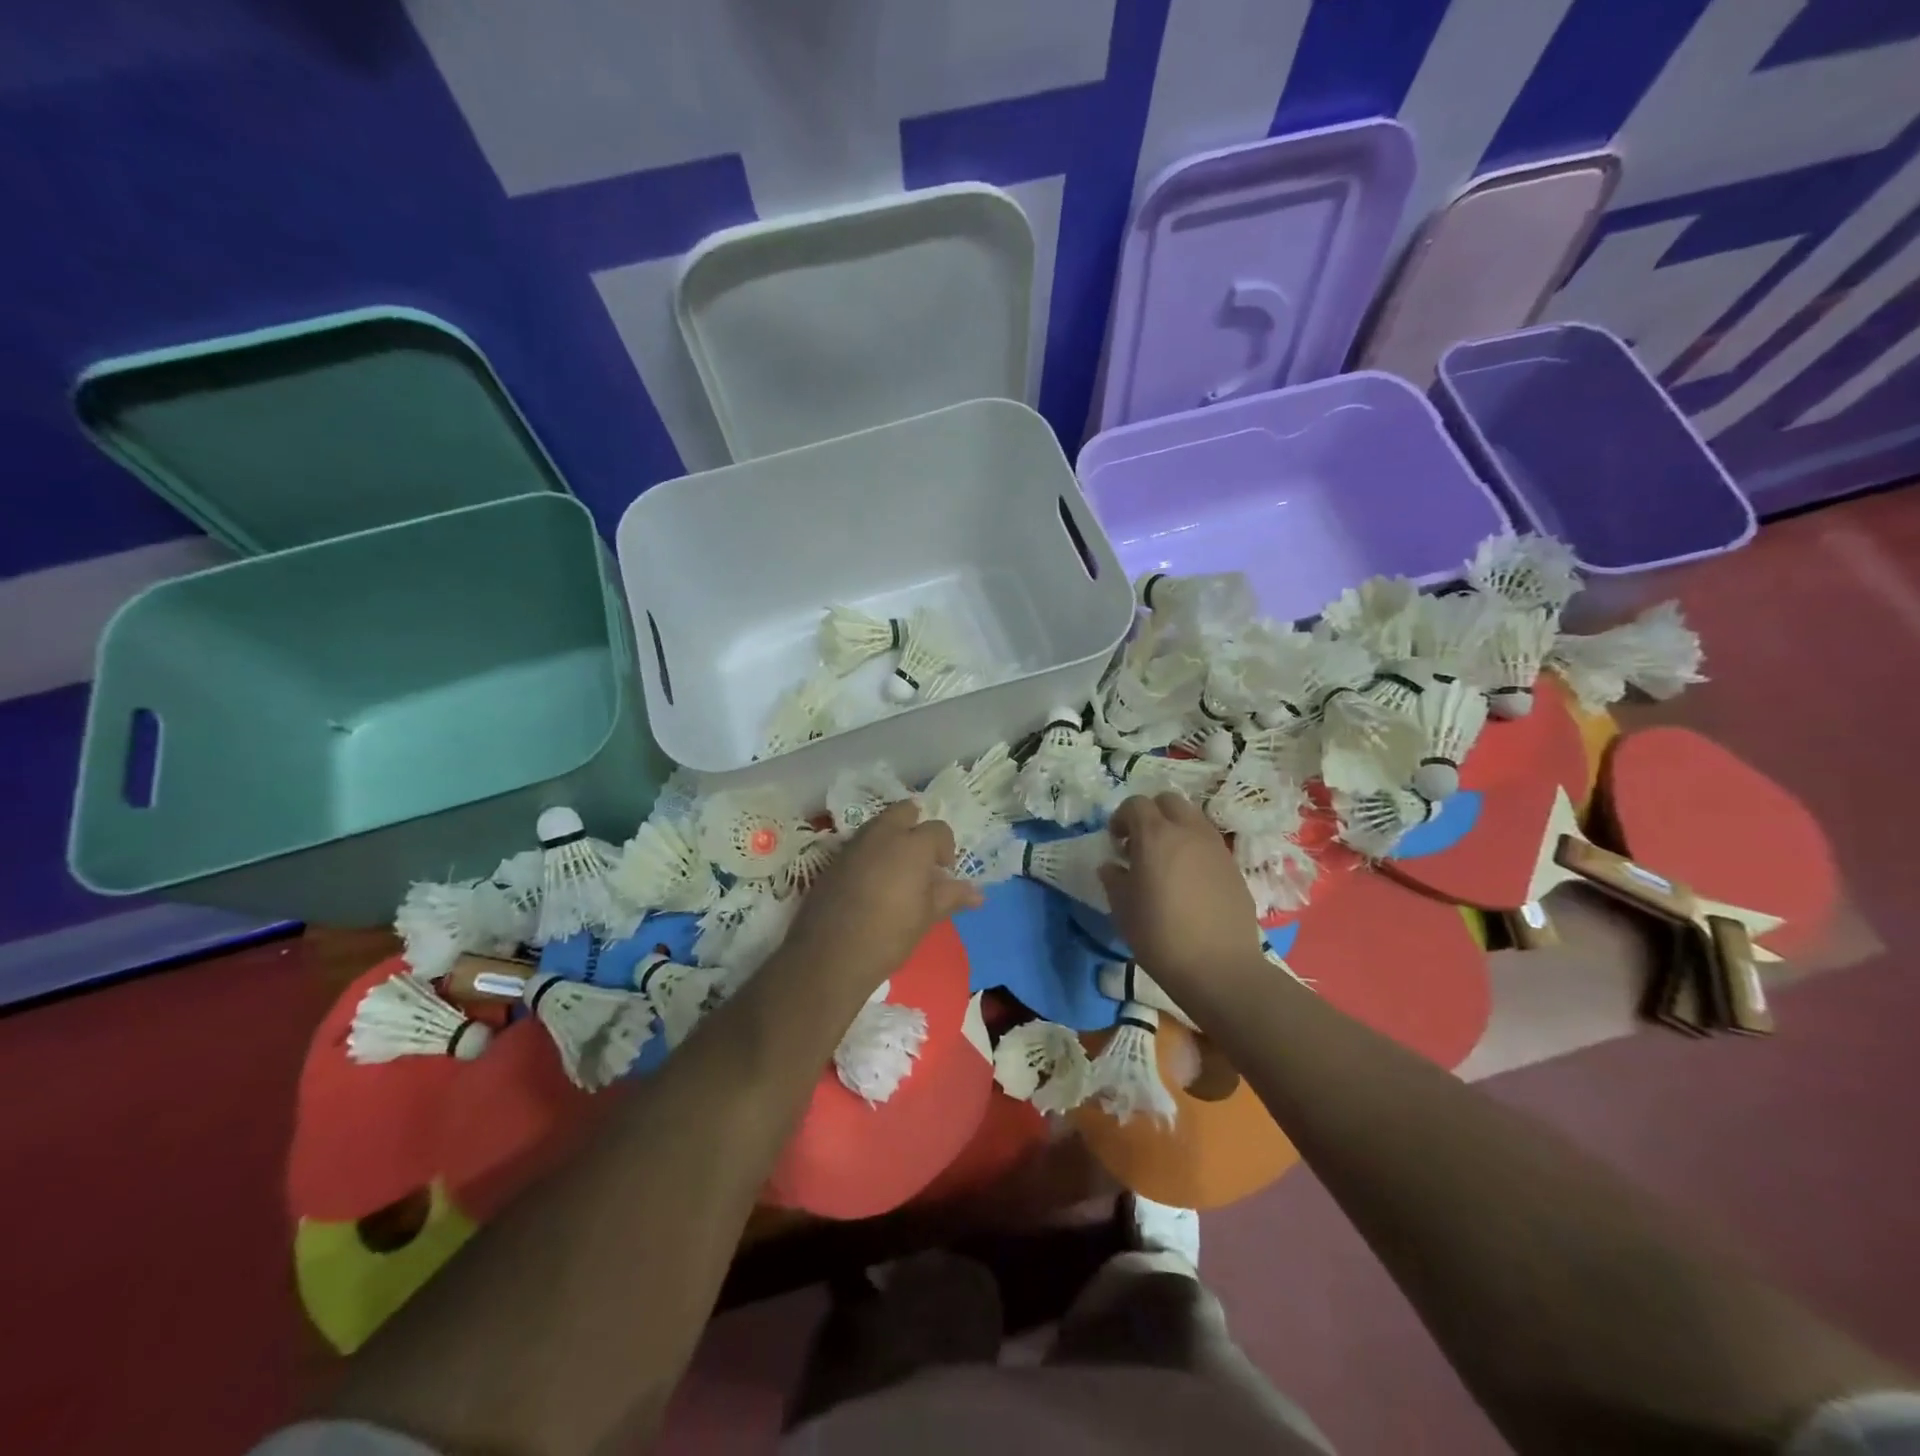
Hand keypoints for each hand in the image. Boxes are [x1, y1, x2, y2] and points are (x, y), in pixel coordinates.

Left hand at [781, 800, 983, 995]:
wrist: (830, 956)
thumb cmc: (889, 935)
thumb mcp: (927, 916)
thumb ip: (952, 897)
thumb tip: (979, 894)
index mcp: (912, 844)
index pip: (938, 829)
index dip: (945, 848)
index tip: (943, 872)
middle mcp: (882, 835)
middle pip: (903, 812)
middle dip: (916, 826)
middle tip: (920, 858)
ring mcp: (853, 845)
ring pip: (878, 826)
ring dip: (891, 838)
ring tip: (897, 871)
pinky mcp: (832, 861)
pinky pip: (859, 845)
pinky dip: (870, 853)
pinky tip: (871, 883)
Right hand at [1099, 793, 1266, 997]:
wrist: (1219, 967)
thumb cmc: (1160, 936)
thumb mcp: (1122, 909)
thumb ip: (1113, 879)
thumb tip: (1112, 866)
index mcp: (1155, 836)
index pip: (1135, 804)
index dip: (1121, 818)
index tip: (1116, 843)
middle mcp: (1188, 831)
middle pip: (1168, 801)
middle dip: (1151, 814)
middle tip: (1141, 844)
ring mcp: (1215, 847)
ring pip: (1193, 818)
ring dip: (1175, 828)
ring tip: (1166, 861)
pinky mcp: (1233, 866)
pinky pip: (1209, 843)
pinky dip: (1194, 849)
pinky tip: (1189, 881)